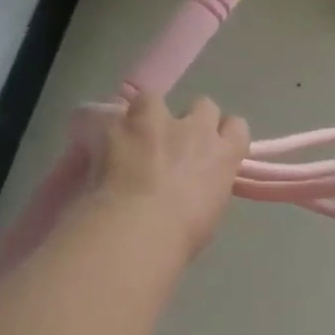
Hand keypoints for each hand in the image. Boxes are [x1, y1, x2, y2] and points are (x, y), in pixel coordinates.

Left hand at [95, 92, 249, 255]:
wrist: (138, 229)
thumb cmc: (181, 236)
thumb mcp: (209, 214)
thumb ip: (207, 189)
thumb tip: (196, 188)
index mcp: (223, 155)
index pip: (237, 128)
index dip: (224, 135)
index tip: (214, 149)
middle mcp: (195, 129)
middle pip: (203, 105)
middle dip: (191, 120)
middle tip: (176, 143)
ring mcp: (155, 122)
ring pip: (155, 98)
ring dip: (147, 114)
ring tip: (133, 134)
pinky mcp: (118, 124)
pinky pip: (108, 114)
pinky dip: (102, 126)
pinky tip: (97, 141)